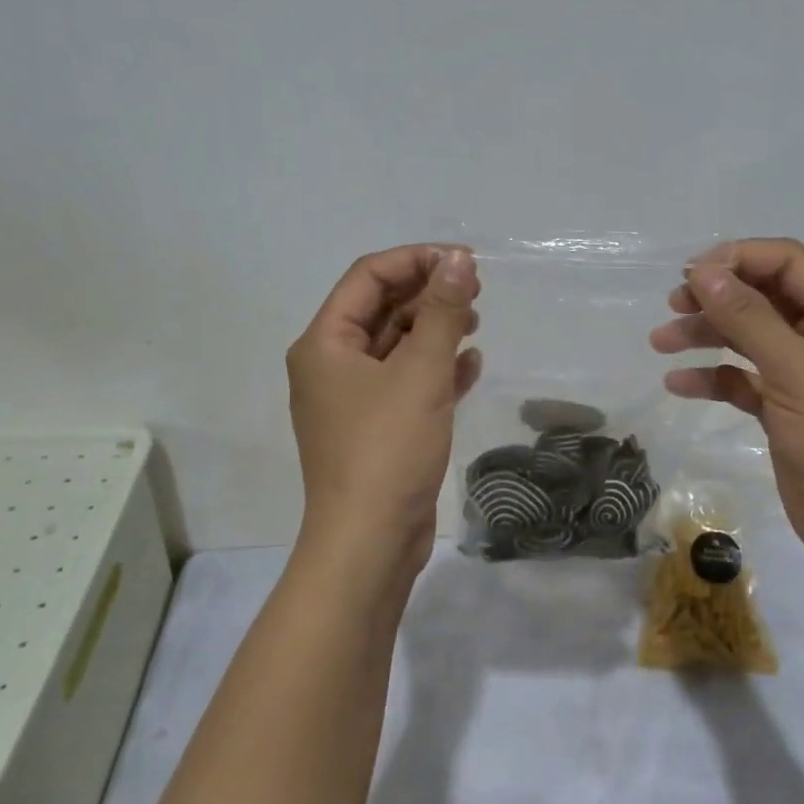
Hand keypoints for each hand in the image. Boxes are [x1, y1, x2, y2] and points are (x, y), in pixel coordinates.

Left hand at [287, 245, 482, 580]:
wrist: (369, 543)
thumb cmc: (388, 449)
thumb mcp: (421, 373)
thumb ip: (443, 312)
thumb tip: (460, 260)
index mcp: (326, 343)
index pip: (368, 277)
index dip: (416, 260)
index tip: (464, 262)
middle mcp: (332, 364)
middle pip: (382, 308)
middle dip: (429, 294)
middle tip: (477, 290)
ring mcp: (353, 399)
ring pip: (396, 345)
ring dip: (435, 329)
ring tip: (476, 323)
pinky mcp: (377, 427)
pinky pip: (406, 381)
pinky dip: (436, 368)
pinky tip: (471, 365)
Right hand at [650, 238, 803, 560]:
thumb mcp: (794, 371)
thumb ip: (747, 317)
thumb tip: (702, 271)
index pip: (789, 264)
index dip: (741, 259)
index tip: (693, 272)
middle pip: (764, 297)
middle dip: (717, 297)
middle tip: (674, 304)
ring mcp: (803, 374)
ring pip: (748, 337)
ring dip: (706, 335)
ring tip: (661, 342)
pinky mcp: (784, 408)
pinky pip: (742, 379)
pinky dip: (712, 377)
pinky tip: (678, 384)